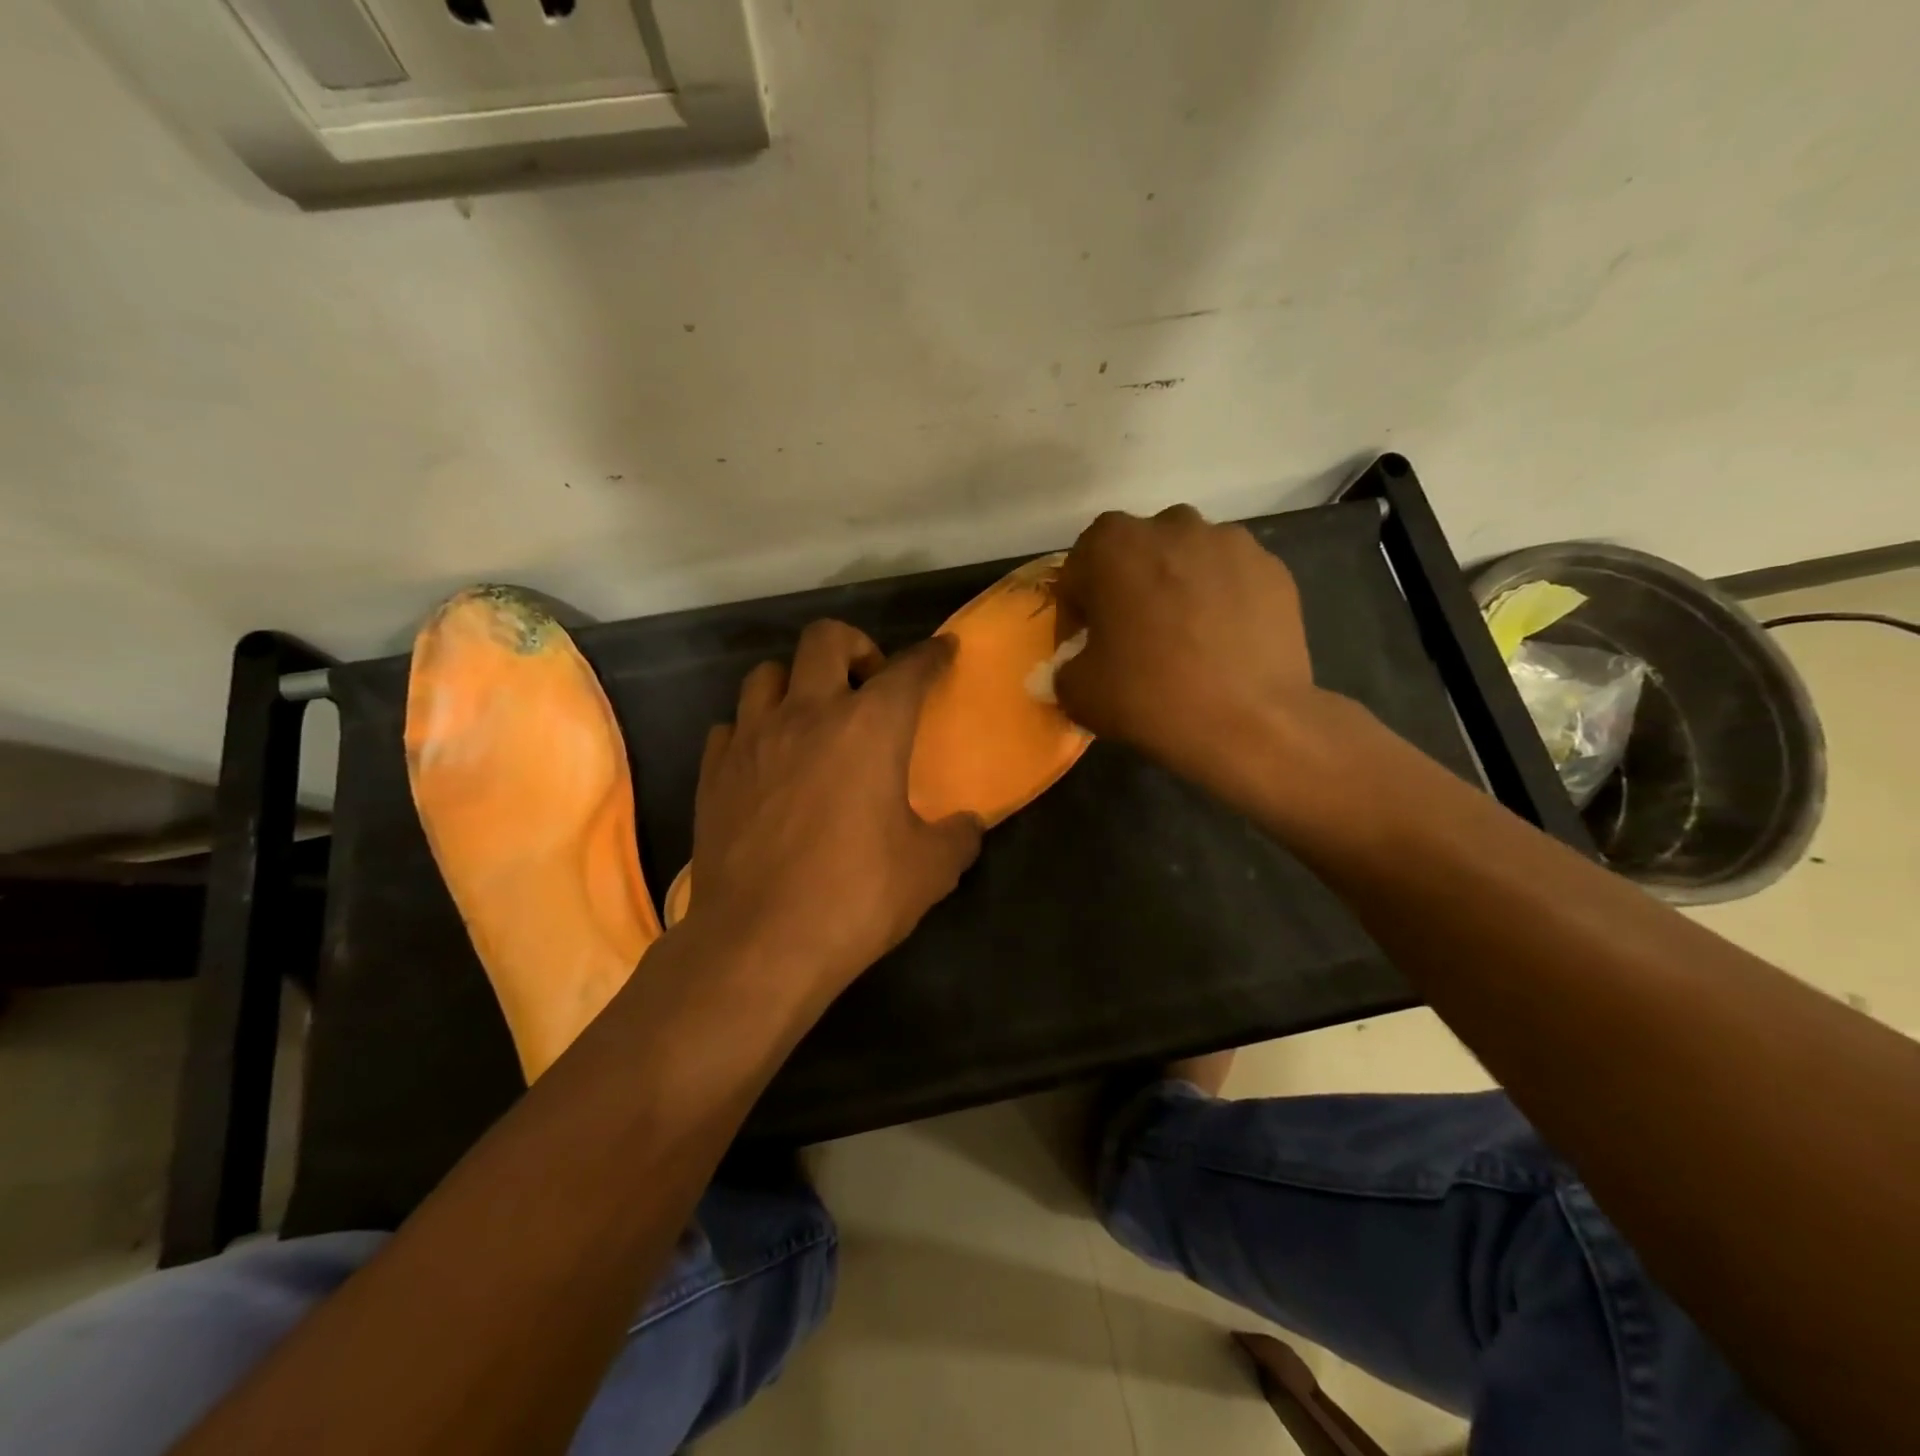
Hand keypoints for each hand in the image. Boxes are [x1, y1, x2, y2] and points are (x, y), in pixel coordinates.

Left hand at [685, 620, 983, 1001]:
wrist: (759, 943)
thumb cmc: (855, 897)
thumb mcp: (930, 871)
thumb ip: (957, 837)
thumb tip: (968, 825)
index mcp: (870, 727)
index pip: (909, 669)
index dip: (932, 655)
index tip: (942, 652)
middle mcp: (808, 714)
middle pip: (825, 638)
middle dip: (855, 646)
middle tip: (868, 684)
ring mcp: (753, 739)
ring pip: (767, 674)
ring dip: (797, 682)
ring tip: (812, 717)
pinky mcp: (714, 772)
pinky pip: (732, 726)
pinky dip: (754, 730)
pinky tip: (767, 761)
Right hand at [1054, 505, 1340, 813]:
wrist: (1251, 724)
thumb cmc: (1150, 697)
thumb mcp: (1077, 692)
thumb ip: (1064, 666)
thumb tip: (1076, 663)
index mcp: (1113, 544)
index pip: (1079, 570)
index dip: (1076, 610)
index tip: (1083, 644)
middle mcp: (1172, 526)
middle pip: (1136, 554)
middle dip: (1127, 588)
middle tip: (1131, 637)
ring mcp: (1230, 542)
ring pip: (1187, 560)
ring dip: (1176, 589)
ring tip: (1183, 639)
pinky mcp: (1272, 568)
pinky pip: (1230, 579)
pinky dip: (1220, 601)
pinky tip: (1221, 643)